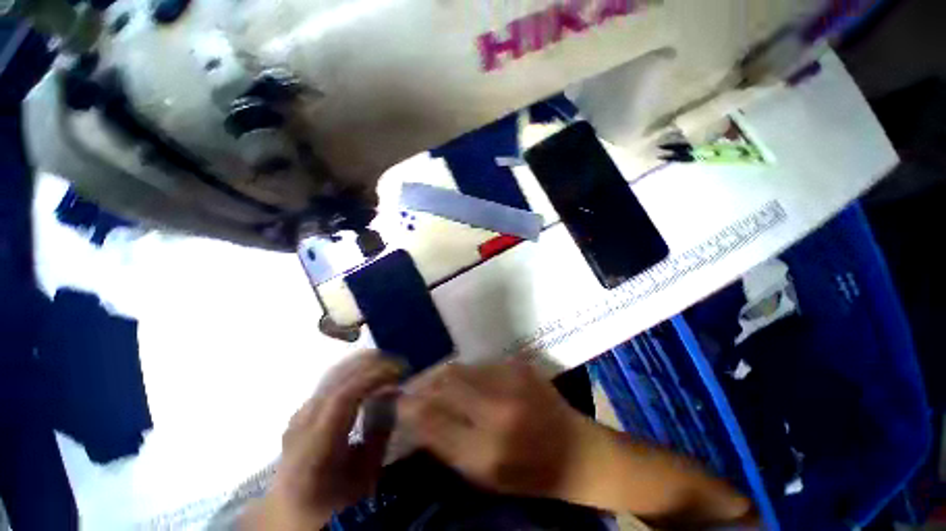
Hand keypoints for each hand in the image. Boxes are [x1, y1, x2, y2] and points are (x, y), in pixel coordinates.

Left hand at [243, 351, 401, 530]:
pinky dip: (353, 371)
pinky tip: (368, 374)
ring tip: (388, 365)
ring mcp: (300, 413)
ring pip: (332, 374)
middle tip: (400, 364)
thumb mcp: (366, 475)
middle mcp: (301, 424)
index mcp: (314, 449)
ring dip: (363, 364)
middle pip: (336, 378)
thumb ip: (380, 431)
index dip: (375, 377)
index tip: (401, 371)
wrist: (297, 512)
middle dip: (372, 363)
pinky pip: (330, 380)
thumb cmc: (336, 501)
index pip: (344, 397)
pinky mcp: (304, 409)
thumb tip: (395, 392)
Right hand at [397, 358, 597, 501]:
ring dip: (444, 374)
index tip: (398, 401)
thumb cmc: (527, 474)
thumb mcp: (482, 476)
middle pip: (446, 382)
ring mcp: (512, 381)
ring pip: (461, 368)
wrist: (574, 450)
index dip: (411, 407)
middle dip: (425, 382)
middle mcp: (498, 410)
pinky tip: (469, 380)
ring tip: (438, 382)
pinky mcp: (520, 365)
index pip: (432, 419)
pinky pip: (481, 364)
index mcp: (486, 450)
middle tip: (416, 386)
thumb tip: (416, 417)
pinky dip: (468, 372)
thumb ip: (446, 445)